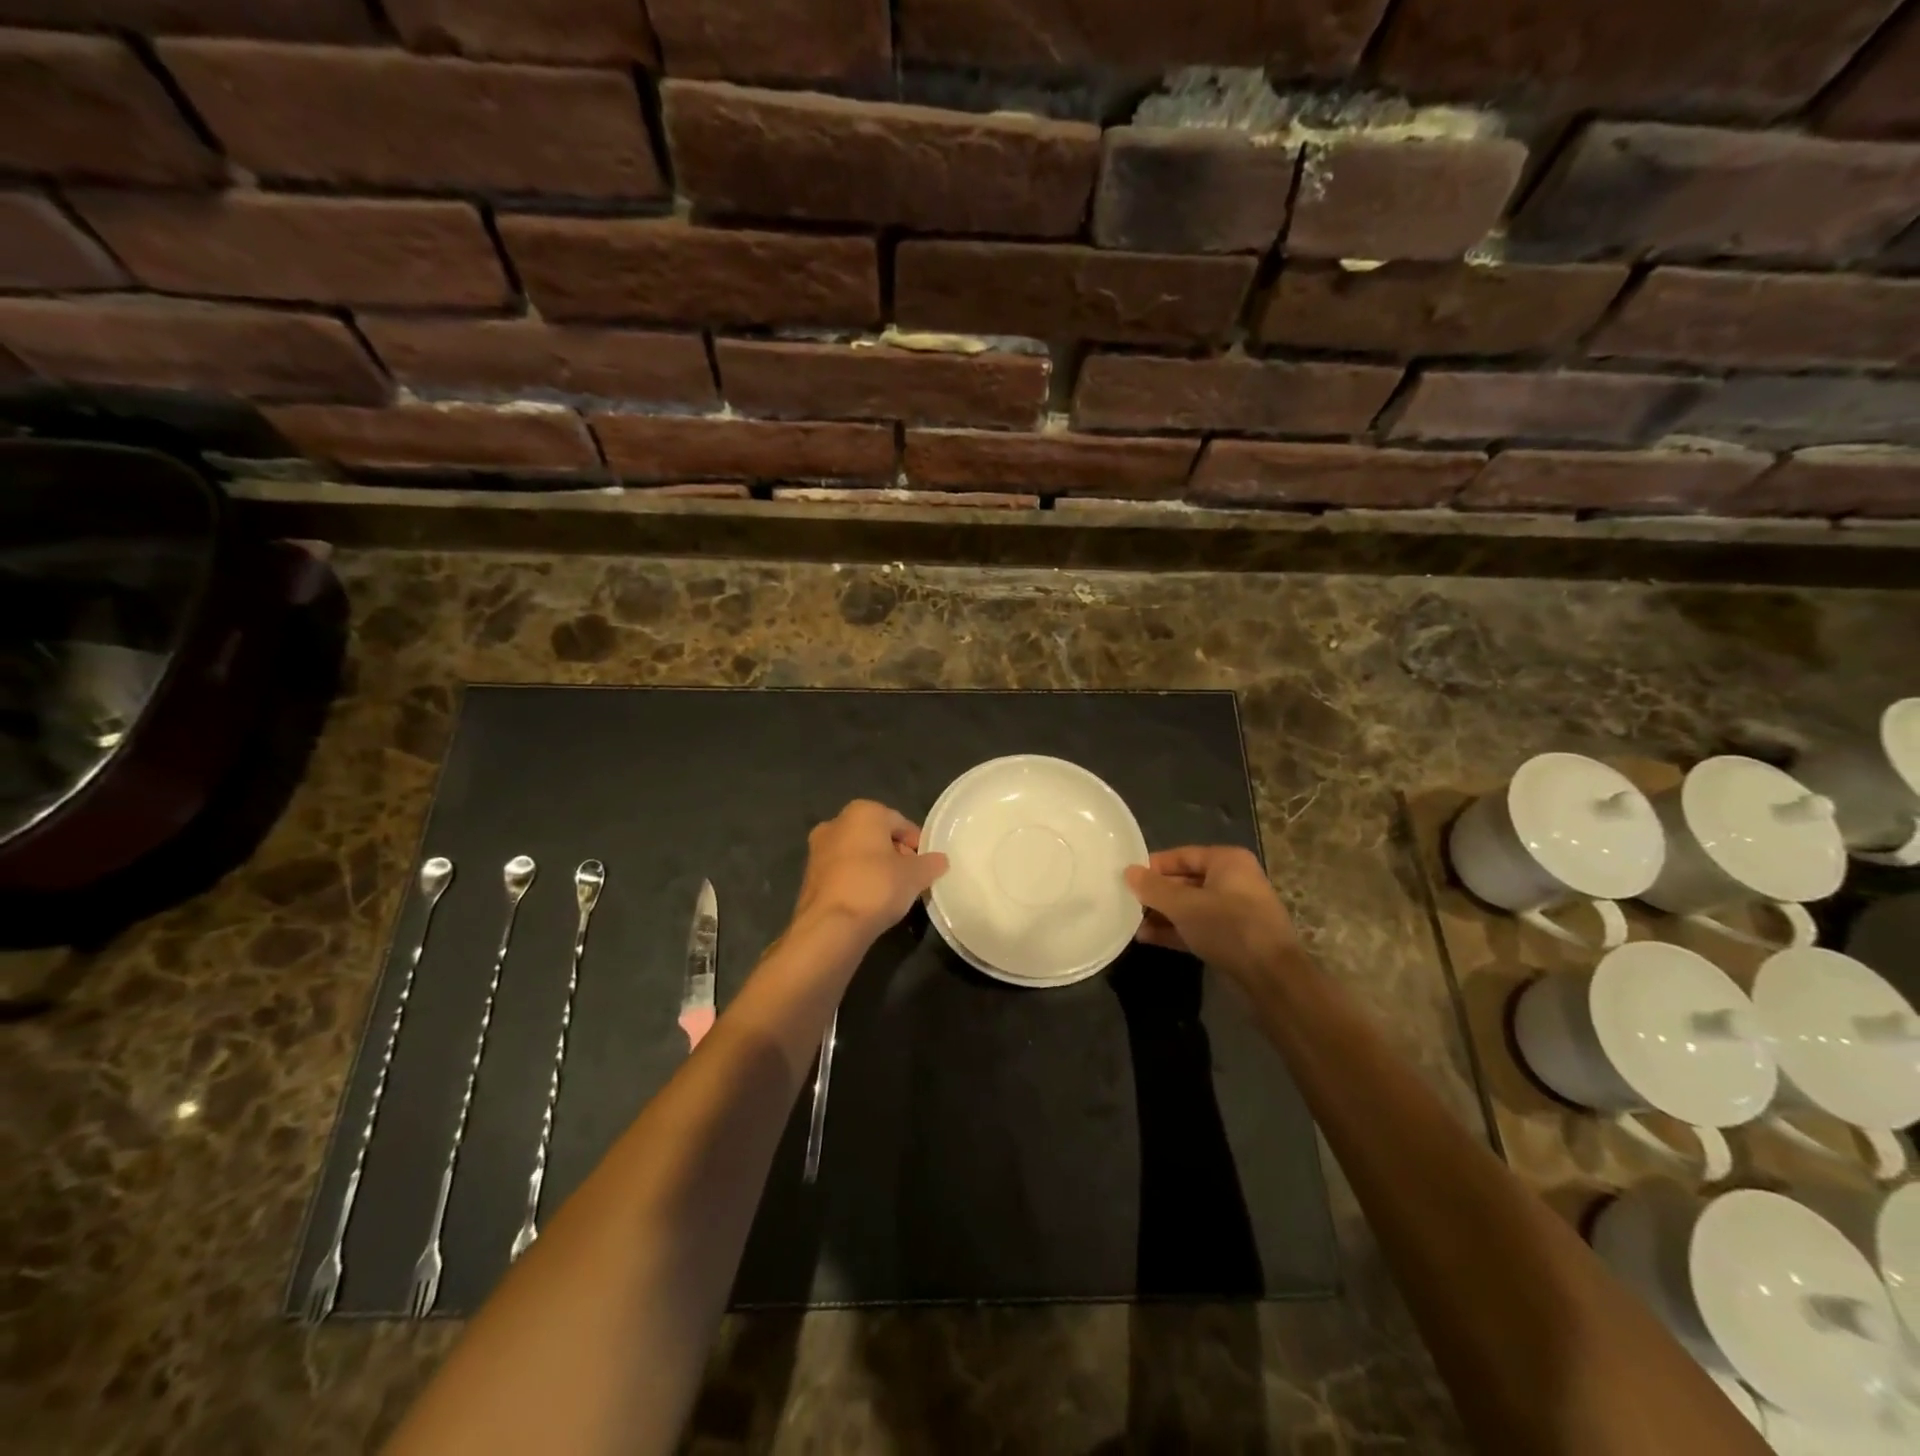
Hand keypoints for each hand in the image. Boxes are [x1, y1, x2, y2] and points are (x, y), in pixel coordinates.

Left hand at [792, 800, 948, 941]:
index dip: (917, 843)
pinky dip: (857, 881)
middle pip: (876, 836)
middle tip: (911, 878)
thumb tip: (940, 860)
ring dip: (875, 868)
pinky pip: (842, 872)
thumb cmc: (877, 887)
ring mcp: (817, 850)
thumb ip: (931, 863)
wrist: (830, 926)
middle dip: (895, 854)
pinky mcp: (809, 877)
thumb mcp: (915, 875)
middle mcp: (835, 823)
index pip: (899, 822)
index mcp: (862, 812)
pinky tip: (870, 902)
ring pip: (857, 854)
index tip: (926, 864)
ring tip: (892, 893)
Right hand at [1125, 846, 1300, 982]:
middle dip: (1156, 894)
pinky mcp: (1233, 938)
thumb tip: (1128, 872)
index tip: (1125, 878)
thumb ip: (1153, 888)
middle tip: (1125, 901)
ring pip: (1190, 907)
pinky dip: (1175, 930)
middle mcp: (1233, 881)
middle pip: (1185, 881)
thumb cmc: (1228, 927)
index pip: (1181, 855)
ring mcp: (1235, 911)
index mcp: (1227, 861)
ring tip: (1131, 922)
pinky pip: (1198, 927)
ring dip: (1162, 914)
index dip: (1153, 866)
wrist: (1271, 977)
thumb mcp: (1184, 905)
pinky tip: (1147, 937)